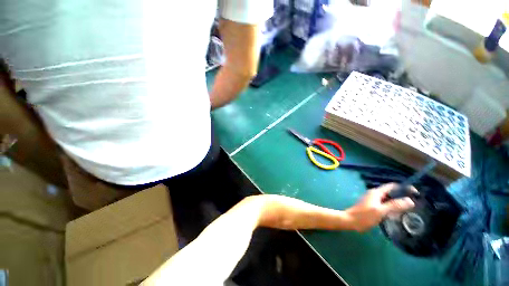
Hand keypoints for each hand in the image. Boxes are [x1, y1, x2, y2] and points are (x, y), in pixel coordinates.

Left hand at [345, 183, 415, 231]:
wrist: (350, 220)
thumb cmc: (364, 216)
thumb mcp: (381, 211)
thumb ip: (394, 205)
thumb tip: (410, 200)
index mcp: (376, 192)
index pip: (392, 186)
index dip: (404, 188)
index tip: (415, 194)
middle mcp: (374, 194)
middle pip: (391, 192)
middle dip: (402, 196)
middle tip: (414, 204)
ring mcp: (372, 199)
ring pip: (388, 199)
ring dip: (397, 203)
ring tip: (408, 210)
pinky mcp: (371, 205)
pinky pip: (384, 204)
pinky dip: (391, 207)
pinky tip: (396, 215)